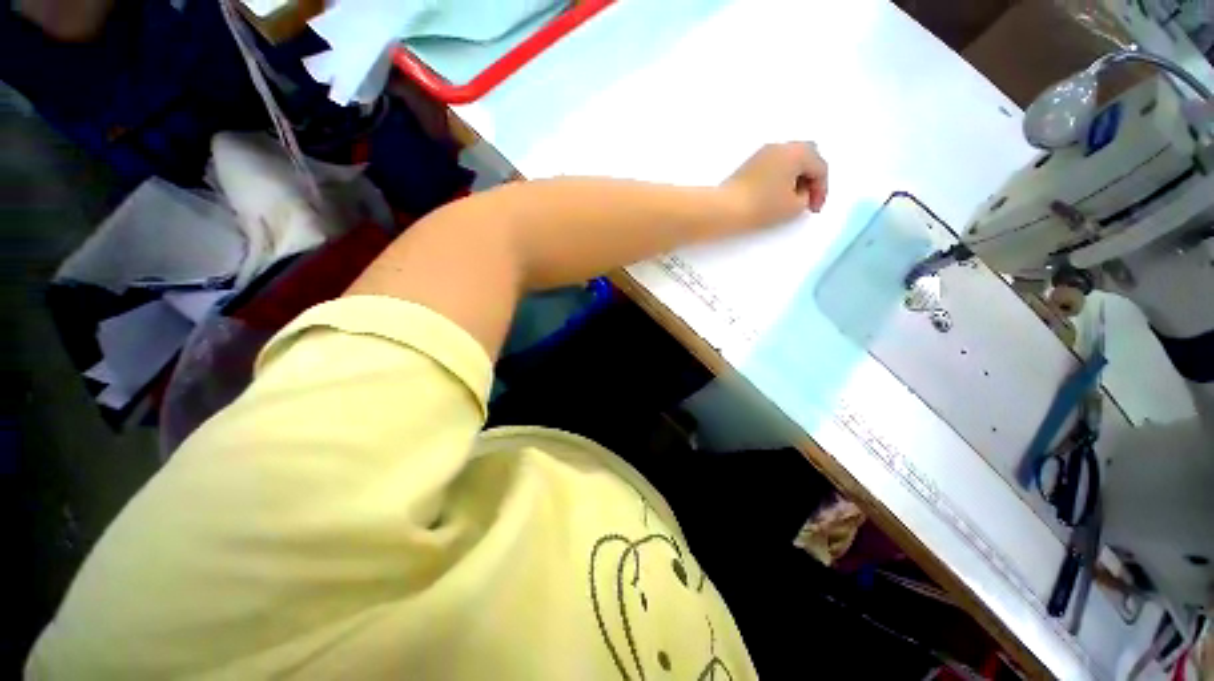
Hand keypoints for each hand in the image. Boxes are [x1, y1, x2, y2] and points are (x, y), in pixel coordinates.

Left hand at [721, 142, 828, 228]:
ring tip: (791, 199)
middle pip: (807, 157)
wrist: (725, 208)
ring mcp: (764, 152)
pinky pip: (774, 165)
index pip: (820, 167)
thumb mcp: (793, 207)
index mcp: (798, 152)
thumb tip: (801, 192)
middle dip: (811, 177)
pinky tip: (775, 194)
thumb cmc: (762, 206)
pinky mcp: (750, 163)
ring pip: (789, 160)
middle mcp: (782, 146)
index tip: (813, 209)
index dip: (821, 190)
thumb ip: (806, 197)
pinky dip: (780, 177)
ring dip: (795, 177)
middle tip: (807, 199)